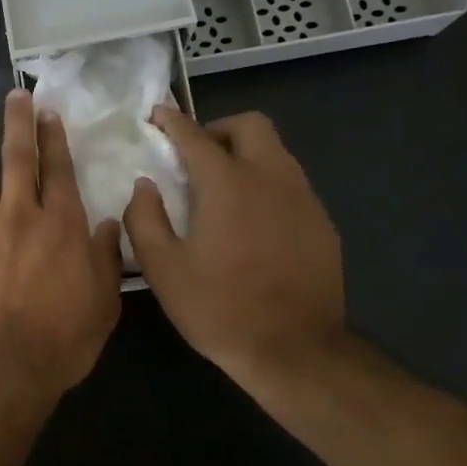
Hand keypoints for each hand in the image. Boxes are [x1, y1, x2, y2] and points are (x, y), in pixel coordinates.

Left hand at [0, 89, 123, 397]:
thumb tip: (110, 224)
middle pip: (16, 157)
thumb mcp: (104, 300)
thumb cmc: (63, 337)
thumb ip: (106, 257)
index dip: (52, 137)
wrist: (4, 363)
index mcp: (59, 223)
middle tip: (13, 96)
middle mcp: (17, 214)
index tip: (47, 112)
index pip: (56, 168)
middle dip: (16, 122)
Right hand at [124, 108, 344, 383]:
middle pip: (250, 126)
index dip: (173, 121)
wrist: (294, 350)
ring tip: (220, 188)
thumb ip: (144, 218)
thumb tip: (145, 186)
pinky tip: (250, 221)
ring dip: (244, 155)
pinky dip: (265, 184)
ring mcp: (303, 200)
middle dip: (218, 129)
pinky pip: (290, 184)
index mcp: (227, 186)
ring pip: (276, 152)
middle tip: (195, 156)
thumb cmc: (218, 307)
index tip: (157, 115)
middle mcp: (271, 179)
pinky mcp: (322, 223)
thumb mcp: (161, 267)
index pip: (196, 136)